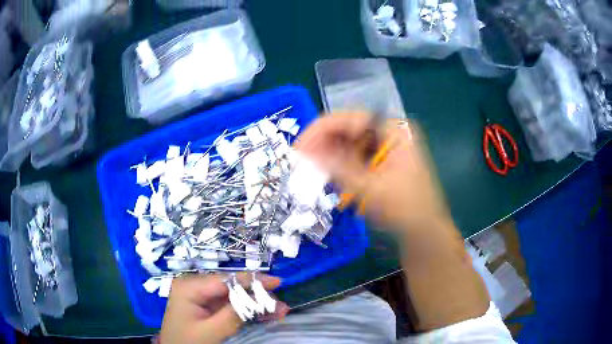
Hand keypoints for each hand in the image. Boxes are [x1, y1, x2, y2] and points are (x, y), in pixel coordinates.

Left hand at [159, 273, 287, 343]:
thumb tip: (259, 297)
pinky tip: (263, 314)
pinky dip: (246, 310)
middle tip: (281, 306)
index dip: (253, 280)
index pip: (227, 279)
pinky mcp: (205, 306)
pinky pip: (229, 305)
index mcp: (190, 286)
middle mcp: (195, 285)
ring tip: (278, 312)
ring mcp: (200, 296)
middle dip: (257, 296)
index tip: (278, 282)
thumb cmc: (188, 342)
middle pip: (232, 287)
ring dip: (255, 304)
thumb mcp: (211, 331)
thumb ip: (233, 314)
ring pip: (234, 296)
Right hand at [296, 113, 489, 330]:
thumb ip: (337, 168)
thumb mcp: (369, 188)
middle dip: (323, 144)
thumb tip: (306, 152)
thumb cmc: (404, 209)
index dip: (320, 130)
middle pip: (349, 130)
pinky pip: (355, 157)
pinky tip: (329, 176)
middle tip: (299, 160)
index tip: (298, 147)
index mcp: (395, 129)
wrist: (425, 232)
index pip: (351, 119)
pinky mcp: (382, 162)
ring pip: (349, 144)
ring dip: (330, 155)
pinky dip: (341, 166)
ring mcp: (387, 147)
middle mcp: (390, 132)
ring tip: (310, 169)